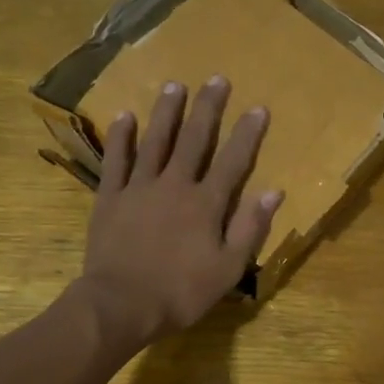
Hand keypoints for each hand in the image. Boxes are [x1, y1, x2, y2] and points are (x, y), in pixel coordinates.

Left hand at [75, 77, 283, 352]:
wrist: (121, 304)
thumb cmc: (180, 292)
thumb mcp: (228, 269)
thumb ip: (249, 228)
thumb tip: (273, 192)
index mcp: (206, 204)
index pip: (232, 161)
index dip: (247, 134)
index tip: (258, 108)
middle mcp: (174, 185)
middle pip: (194, 140)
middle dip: (207, 109)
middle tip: (216, 79)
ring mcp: (139, 188)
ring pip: (155, 141)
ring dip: (166, 112)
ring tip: (175, 85)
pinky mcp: (110, 197)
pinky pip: (116, 160)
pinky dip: (121, 137)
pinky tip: (125, 116)